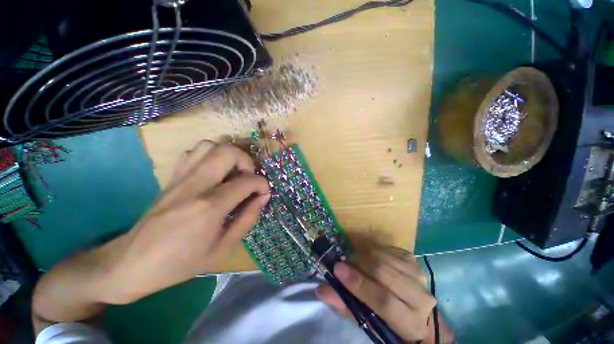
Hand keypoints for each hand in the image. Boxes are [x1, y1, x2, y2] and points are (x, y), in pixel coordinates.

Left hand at [101, 140, 269, 302]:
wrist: (132, 263)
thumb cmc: (181, 262)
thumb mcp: (224, 247)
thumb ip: (248, 218)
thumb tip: (264, 197)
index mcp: (210, 207)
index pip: (247, 181)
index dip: (262, 184)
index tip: (264, 192)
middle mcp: (195, 185)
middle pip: (228, 152)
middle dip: (247, 161)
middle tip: (249, 178)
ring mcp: (180, 178)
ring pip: (209, 146)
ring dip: (229, 156)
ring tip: (233, 173)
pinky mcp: (171, 177)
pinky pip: (193, 153)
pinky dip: (210, 156)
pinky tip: (214, 173)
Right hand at [316, 247, 436, 342]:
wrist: (414, 309)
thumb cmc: (388, 321)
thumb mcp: (368, 321)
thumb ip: (345, 305)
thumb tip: (322, 290)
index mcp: (410, 322)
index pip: (384, 301)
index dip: (359, 284)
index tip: (337, 270)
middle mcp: (420, 297)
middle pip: (385, 273)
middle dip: (359, 265)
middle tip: (342, 262)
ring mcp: (418, 274)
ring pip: (385, 257)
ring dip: (364, 256)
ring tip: (352, 260)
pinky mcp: (412, 259)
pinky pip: (388, 249)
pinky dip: (372, 250)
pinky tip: (366, 256)